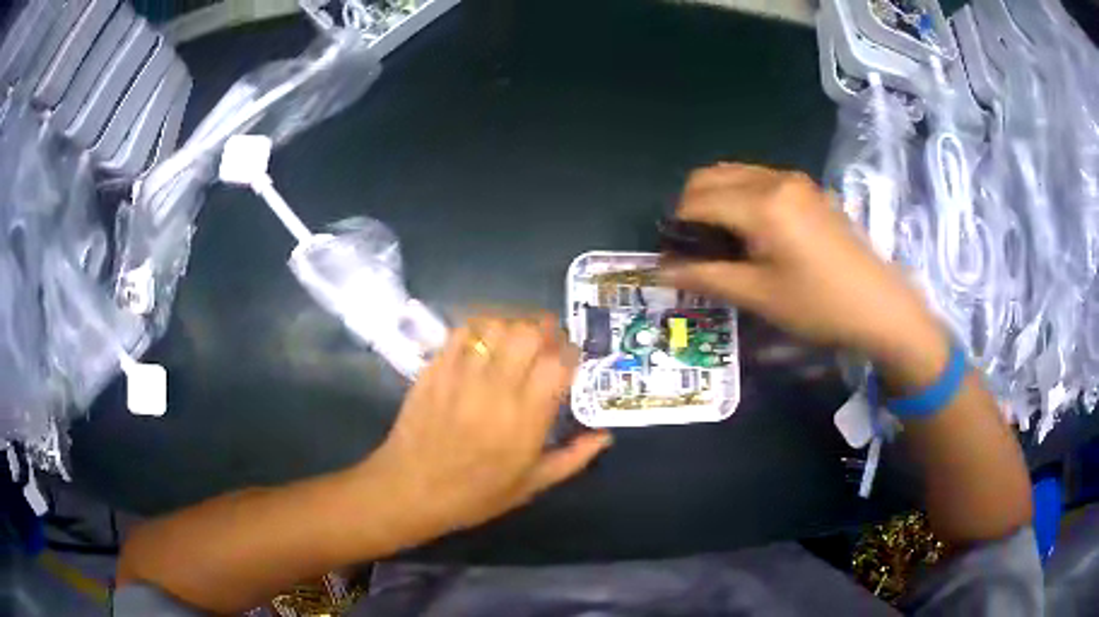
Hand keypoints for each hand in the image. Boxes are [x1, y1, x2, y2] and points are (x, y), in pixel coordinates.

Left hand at [363, 316, 611, 533]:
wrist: (410, 490)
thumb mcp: (531, 485)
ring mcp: (461, 375)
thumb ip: (572, 458)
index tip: (572, 359)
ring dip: (513, 326)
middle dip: (544, 331)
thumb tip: (605, 436)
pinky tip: (483, 343)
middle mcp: (495, 389)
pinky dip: (479, 329)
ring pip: (495, 326)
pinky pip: (461, 333)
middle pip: (528, 333)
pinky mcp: (435, 369)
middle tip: (547, 344)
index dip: (571, 353)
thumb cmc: (474, 495)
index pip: (558, 364)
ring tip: (516, 341)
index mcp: (525, 420)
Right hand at [662, 163, 943, 367]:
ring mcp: (795, 180)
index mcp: (761, 204)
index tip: (674, 257)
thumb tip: (660, 271)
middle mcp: (774, 179)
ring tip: (722, 240)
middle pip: (711, 176)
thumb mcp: (759, 296)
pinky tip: (754, 231)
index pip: (696, 200)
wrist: (880, 305)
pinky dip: (742, 196)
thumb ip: (705, 277)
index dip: (677, 227)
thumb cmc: (819, 305)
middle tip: (696, 248)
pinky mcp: (809, 189)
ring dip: (717, 199)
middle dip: (692, 207)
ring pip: (735, 173)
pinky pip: (760, 179)